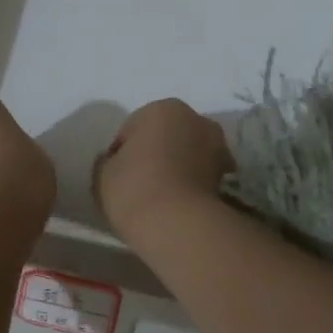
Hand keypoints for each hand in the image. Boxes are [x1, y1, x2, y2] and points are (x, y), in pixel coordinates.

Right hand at [93, 99, 233, 242]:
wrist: (178, 224)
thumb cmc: (134, 189)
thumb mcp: (102, 174)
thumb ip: (108, 161)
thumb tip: (116, 161)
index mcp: (162, 108)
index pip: (131, 130)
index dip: (121, 154)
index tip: (117, 178)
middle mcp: (196, 119)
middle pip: (166, 137)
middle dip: (156, 155)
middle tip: (140, 186)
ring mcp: (218, 146)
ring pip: (187, 155)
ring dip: (178, 169)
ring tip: (162, 198)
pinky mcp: (230, 176)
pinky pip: (201, 176)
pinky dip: (193, 185)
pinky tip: (179, 205)